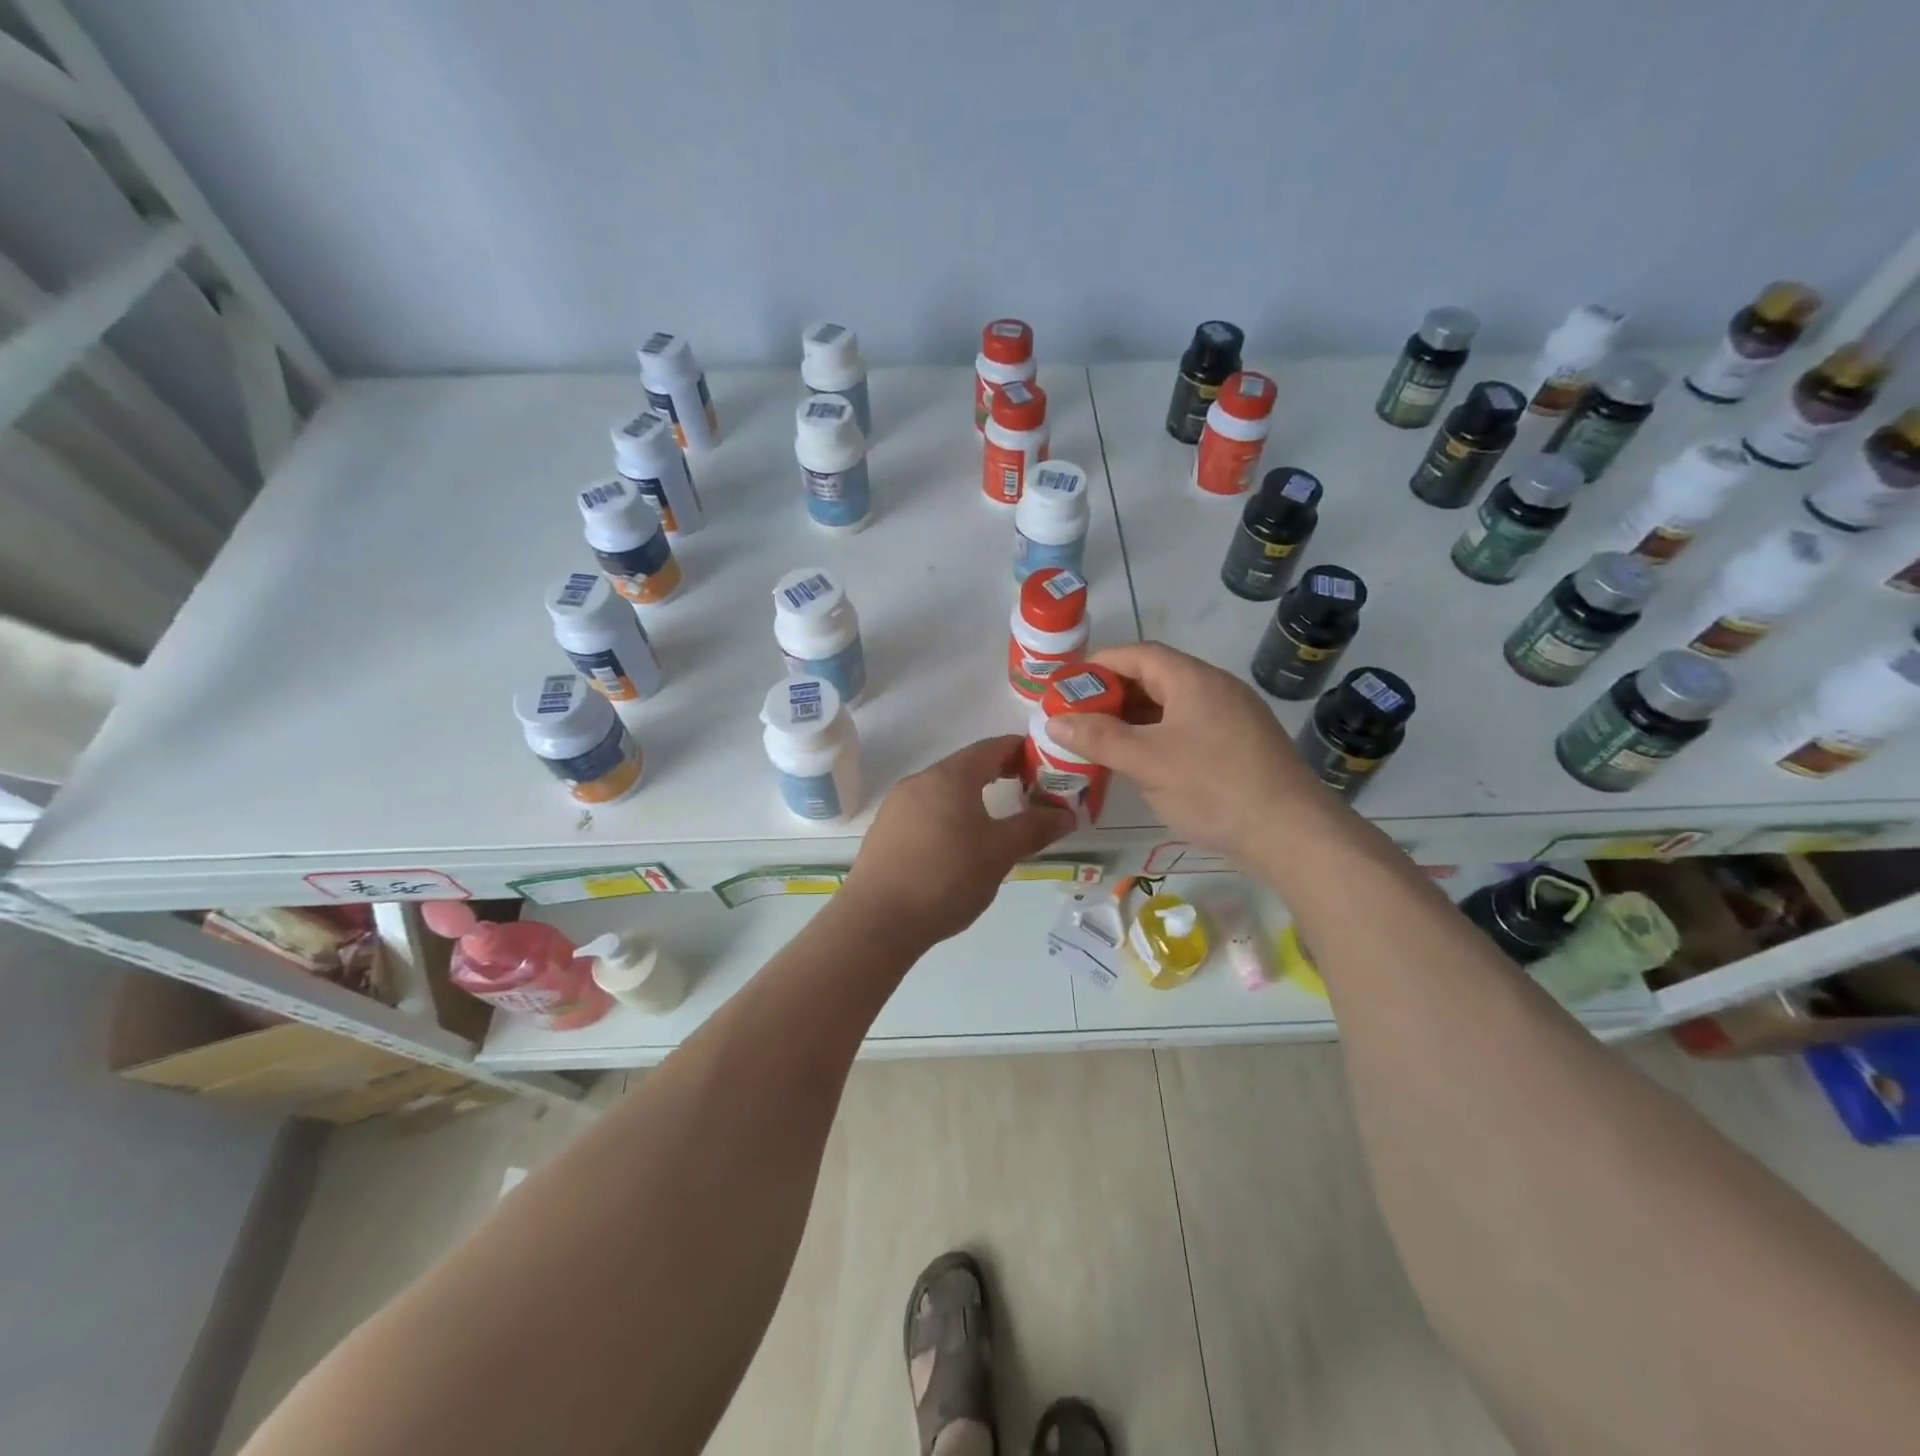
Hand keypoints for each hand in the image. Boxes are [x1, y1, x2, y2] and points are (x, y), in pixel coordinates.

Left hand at [842, 736, 1074, 945]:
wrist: (878, 919)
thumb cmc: (946, 877)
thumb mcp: (1000, 853)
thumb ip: (1034, 828)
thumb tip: (1067, 814)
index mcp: (950, 777)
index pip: (992, 747)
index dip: (1021, 751)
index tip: (1045, 765)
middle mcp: (920, 781)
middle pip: (966, 766)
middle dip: (999, 774)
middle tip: (1028, 793)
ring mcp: (897, 805)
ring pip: (943, 790)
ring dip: (972, 797)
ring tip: (996, 821)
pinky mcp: (884, 830)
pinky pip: (925, 811)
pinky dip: (949, 815)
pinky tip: (957, 845)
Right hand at [1046, 642, 1337, 864]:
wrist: (1292, 835)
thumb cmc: (1214, 788)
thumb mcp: (1146, 762)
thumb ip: (1098, 738)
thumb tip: (1053, 721)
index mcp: (1193, 680)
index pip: (1138, 654)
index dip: (1099, 664)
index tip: (1066, 685)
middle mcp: (1216, 689)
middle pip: (1155, 678)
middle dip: (1112, 695)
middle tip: (1078, 718)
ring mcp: (1233, 718)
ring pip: (1172, 707)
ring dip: (1134, 719)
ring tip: (1101, 742)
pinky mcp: (1241, 746)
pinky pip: (1189, 729)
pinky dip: (1158, 737)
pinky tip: (1142, 763)